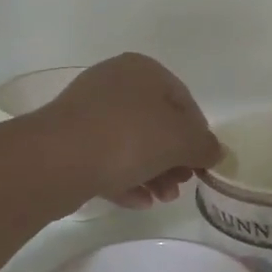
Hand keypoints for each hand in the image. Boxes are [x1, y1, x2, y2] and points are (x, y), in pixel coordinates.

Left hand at [36, 54, 220, 208]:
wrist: (57, 160)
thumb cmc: (129, 138)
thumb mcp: (181, 140)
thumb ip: (205, 146)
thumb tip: (214, 152)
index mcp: (143, 70)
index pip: (184, 102)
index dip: (198, 136)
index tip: (202, 166)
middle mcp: (114, 83)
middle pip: (157, 125)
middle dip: (174, 160)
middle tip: (181, 185)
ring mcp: (88, 112)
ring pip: (132, 144)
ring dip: (153, 173)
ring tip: (162, 198)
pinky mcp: (69, 141)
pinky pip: (106, 159)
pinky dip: (126, 179)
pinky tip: (139, 201)